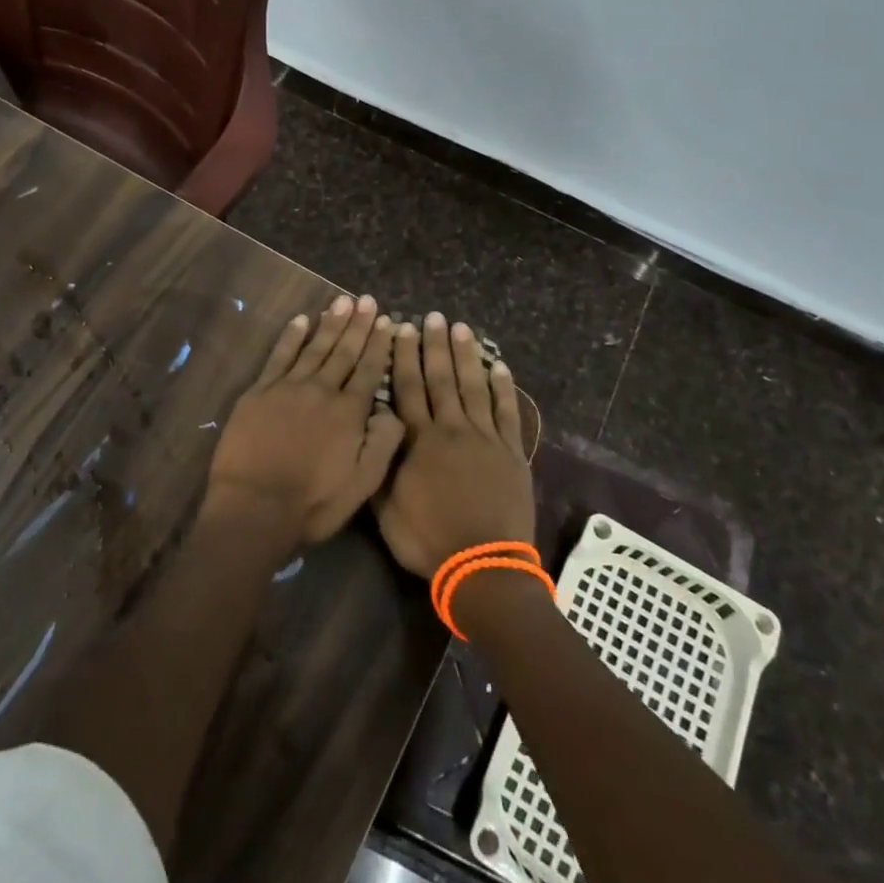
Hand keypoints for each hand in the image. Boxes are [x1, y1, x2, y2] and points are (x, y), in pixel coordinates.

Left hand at [205, 294, 405, 549]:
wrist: (254, 508)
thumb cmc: (312, 503)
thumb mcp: (362, 485)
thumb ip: (383, 444)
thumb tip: (393, 409)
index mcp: (349, 412)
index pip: (369, 370)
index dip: (379, 345)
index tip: (387, 321)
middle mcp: (322, 390)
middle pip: (344, 352)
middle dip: (358, 325)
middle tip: (367, 300)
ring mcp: (288, 387)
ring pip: (315, 348)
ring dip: (330, 324)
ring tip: (342, 302)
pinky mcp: (260, 391)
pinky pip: (279, 356)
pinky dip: (292, 336)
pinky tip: (301, 320)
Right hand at [373, 311, 535, 578]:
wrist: (483, 566)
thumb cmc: (429, 539)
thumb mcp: (387, 509)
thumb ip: (379, 466)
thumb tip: (372, 429)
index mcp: (419, 440)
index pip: (408, 388)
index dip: (403, 356)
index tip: (401, 328)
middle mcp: (451, 429)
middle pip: (441, 379)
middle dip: (435, 345)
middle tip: (434, 316)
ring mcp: (485, 438)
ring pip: (473, 387)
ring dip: (467, 356)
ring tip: (462, 328)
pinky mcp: (511, 452)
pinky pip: (507, 412)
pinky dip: (504, 388)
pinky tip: (500, 366)